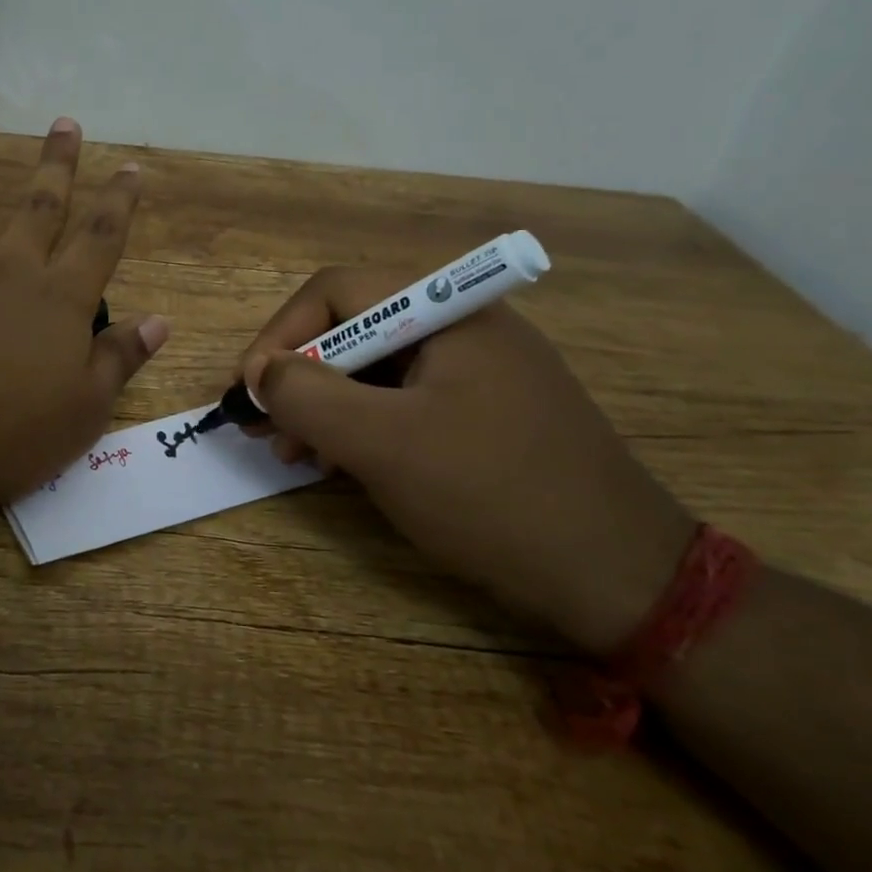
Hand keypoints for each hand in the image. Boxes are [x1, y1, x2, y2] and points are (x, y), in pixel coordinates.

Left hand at [0, 116, 169, 512]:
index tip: (129, 169)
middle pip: (39, 207)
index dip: (118, 203)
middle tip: (65, 123)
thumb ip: (119, 361)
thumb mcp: (83, 412)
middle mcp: (7, 270)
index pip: (99, 240)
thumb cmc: (6, 434)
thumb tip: (160, 322)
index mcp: (58, 300)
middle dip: (56, 164)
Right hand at [239, 270, 692, 653]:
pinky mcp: (486, 412)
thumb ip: (307, 396)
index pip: (337, 291)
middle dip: (300, 377)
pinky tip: (343, 464)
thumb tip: (259, 372)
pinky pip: (404, 401)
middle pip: (353, 328)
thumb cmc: (493, 495)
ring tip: (296, 454)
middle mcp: (464, 326)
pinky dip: (362, 426)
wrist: (622, 579)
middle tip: (267, 428)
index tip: (249, 390)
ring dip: (325, 405)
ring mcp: (479, 370)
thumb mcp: (382, 443)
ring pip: (374, 369)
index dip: (281, 335)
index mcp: (448, 311)